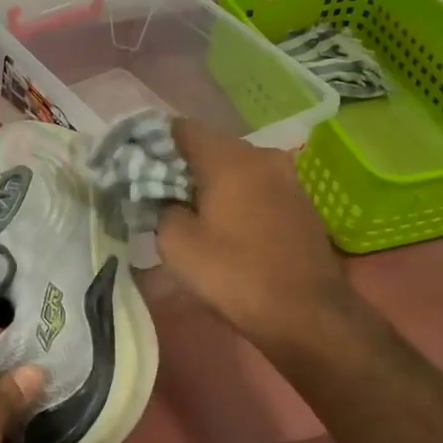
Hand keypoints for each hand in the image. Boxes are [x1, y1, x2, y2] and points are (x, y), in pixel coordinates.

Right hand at [155, 119, 356, 360]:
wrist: (306, 313)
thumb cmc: (234, 275)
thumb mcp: (176, 244)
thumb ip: (161, 207)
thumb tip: (164, 197)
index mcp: (229, 158)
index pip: (180, 128)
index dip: (153, 144)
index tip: (136, 168)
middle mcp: (261, 156)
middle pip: (209, 147)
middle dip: (181, 167)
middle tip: (157, 197)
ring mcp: (286, 178)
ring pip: (234, 169)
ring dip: (209, 185)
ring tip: (189, 216)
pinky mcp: (299, 203)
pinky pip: (255, 188)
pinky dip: (234, 199)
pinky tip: (224, 229)